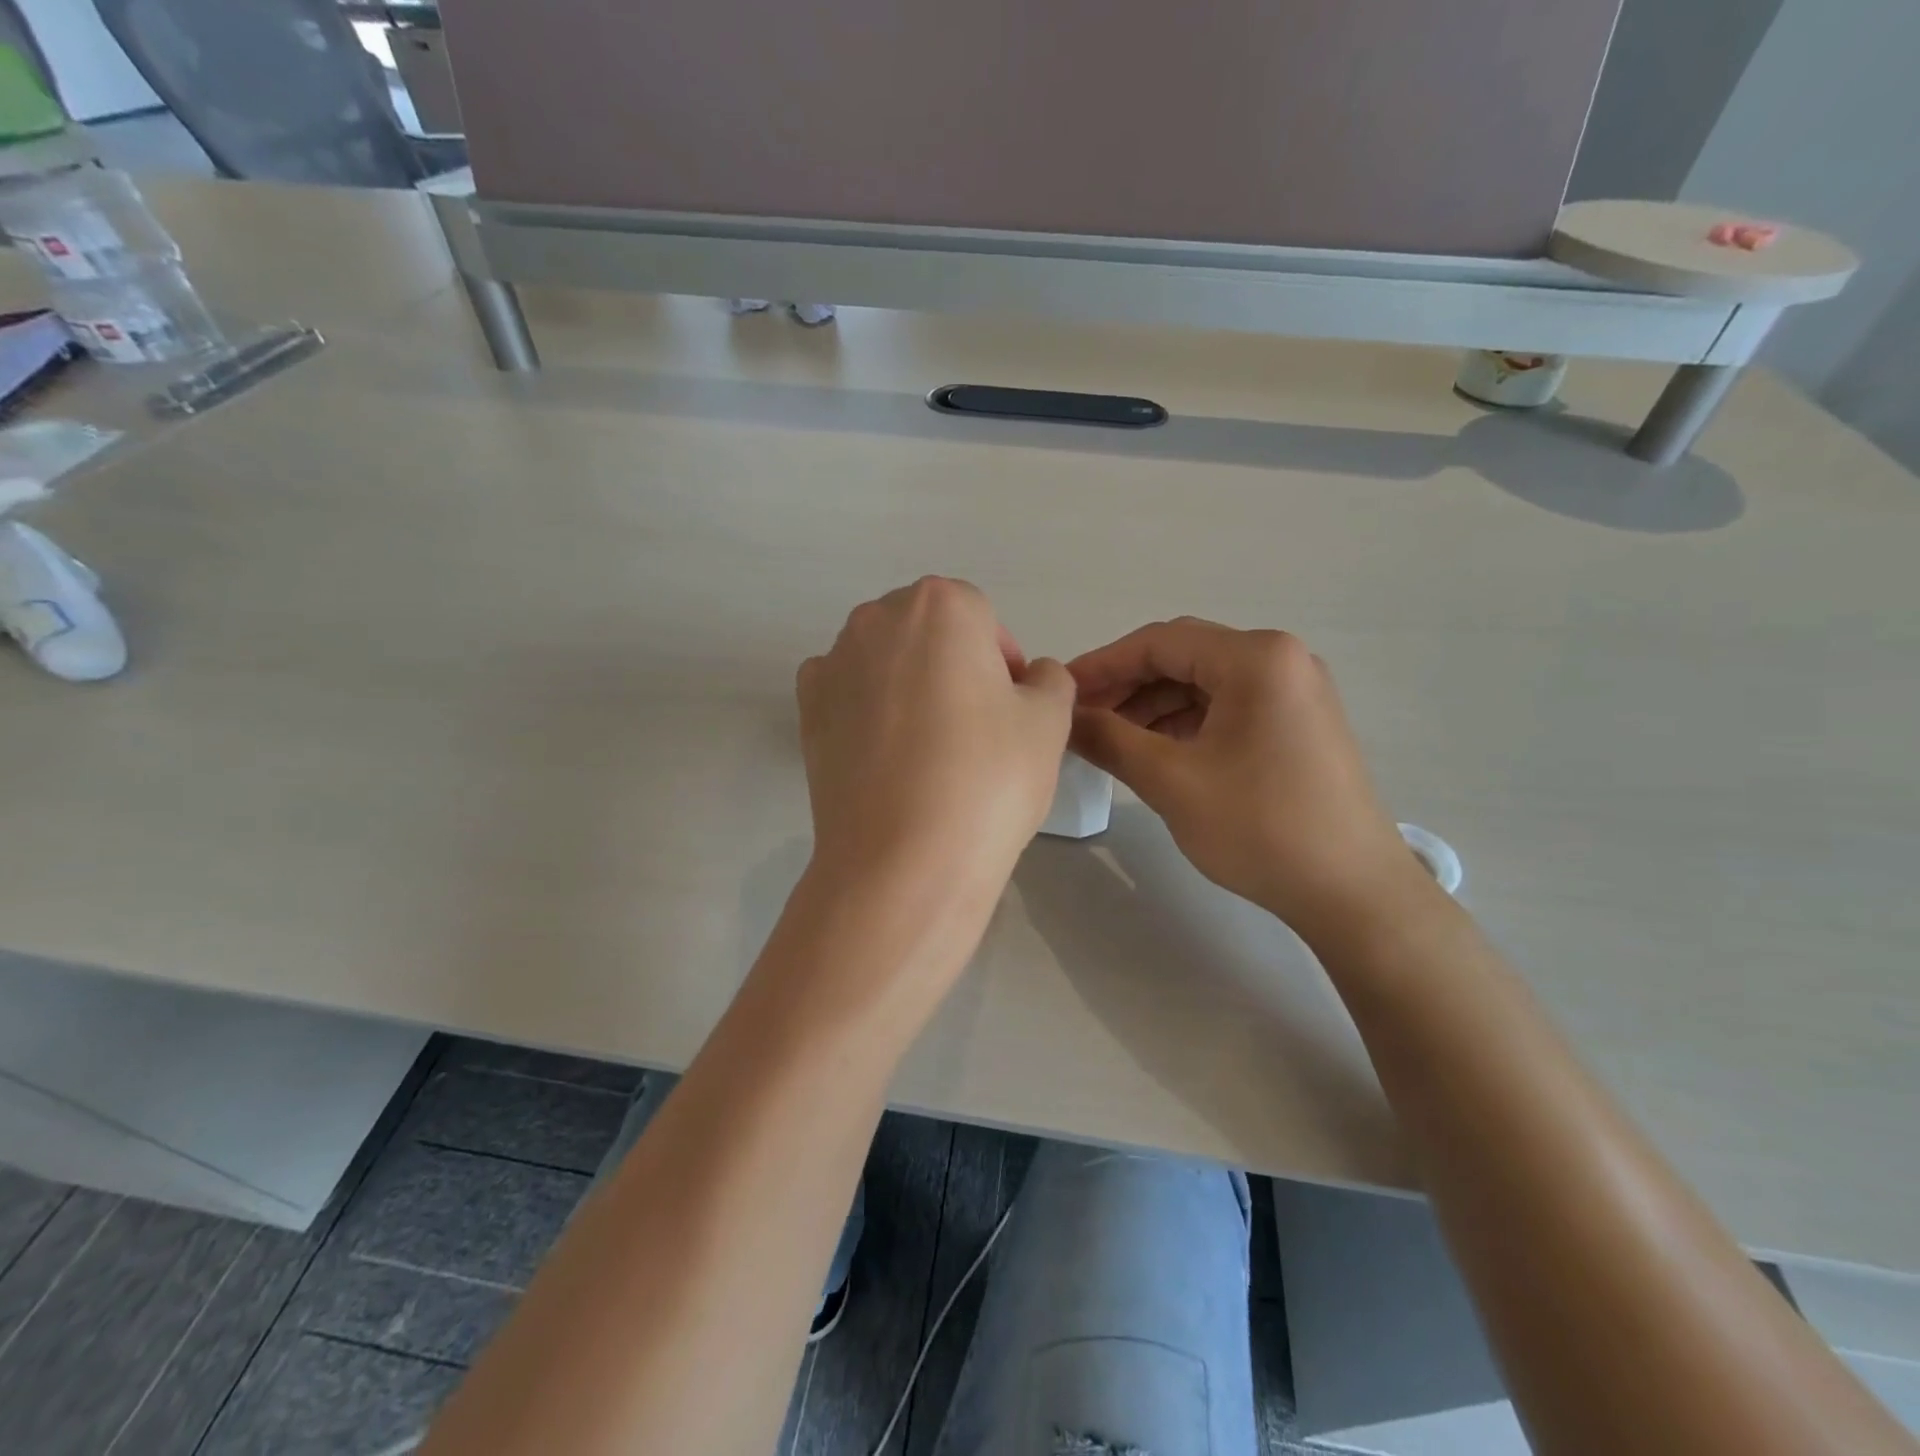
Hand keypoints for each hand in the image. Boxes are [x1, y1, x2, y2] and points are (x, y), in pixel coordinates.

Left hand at [798, 577, 1074, 902]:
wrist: (902, 861)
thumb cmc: (987, 778)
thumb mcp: (1049, 721)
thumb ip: (1049, 679)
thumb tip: (1029, 678)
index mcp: (940, 605)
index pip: (982, 617)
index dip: (1002, 664)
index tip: (1010, 712)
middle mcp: (877, 618)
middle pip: (928, 632)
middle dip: (954, 666)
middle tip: (975, 730)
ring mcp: (833, 663)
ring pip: (886, 661)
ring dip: (910, 687)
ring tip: (928, 750)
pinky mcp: (806, 710)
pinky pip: (848, 693)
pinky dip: (868, 711)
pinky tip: (886, 756)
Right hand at [1069, 619, 1418, 935]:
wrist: (1352, 892)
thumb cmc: (1260, 828)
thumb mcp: (1171, 781)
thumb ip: (1109, 740)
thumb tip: (1067, 719)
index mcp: (1256, 658)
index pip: (1159, 642)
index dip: (1102, 665)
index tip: (1061, 693)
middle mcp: (1281, 660)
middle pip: (1183, 657)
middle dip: (1126, 686)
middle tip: (1081, 719)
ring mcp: (1295, 691)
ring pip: (1203, 683)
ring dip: (1152, 706)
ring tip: (1110, 740)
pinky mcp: (1298, 723)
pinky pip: (1227, 707)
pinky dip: (1184, 724)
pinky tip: (1154, 752)